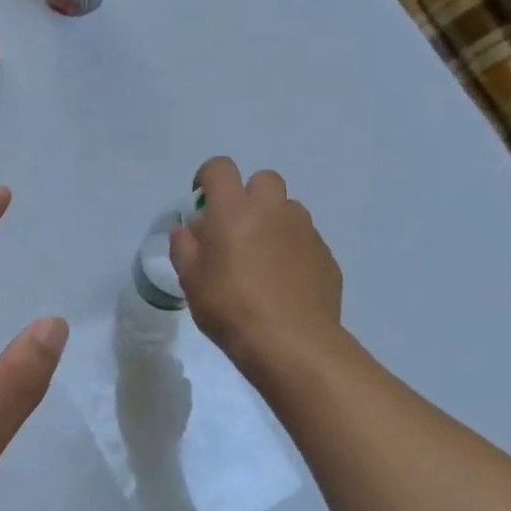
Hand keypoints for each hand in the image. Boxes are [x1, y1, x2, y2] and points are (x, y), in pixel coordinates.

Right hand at [171, 157, 342, 373]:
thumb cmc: (230, 307)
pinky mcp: (326, 254)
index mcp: (234, 209)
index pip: (219, 168)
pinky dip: (292, 250)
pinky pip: (304, 240)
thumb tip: (189, 231)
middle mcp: (273, 209)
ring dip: (272, 223)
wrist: (291, 342)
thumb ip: (185, 247)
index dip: (207, 178)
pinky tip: (284, 283)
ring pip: (287, 210)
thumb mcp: (190, 280)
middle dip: (248, 196)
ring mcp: (305, 230)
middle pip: (263, 180)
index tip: (202, 202)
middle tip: (236, 230)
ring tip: (262, 260)